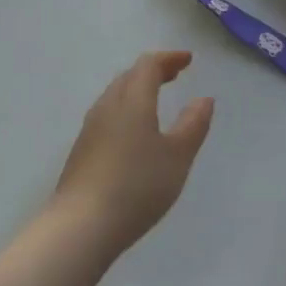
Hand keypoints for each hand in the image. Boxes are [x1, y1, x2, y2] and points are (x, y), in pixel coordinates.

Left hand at [52, 51, 213, 258]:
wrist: (80, 227)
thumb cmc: (137, 186)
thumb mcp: (178, 156)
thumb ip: (193, 124)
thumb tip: (204, 99)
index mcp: (133, 100)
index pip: (148, 65)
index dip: (169, 58)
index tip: (188, 60)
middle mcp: (108, 107)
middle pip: (129, 76)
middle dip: (153, 71)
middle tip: (174, 75)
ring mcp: (90, 129)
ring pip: (115, 96)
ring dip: (136, 90)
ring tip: (155, 101)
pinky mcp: (81, 151)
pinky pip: (107, 116)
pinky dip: (125, 110)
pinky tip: (133, 132)